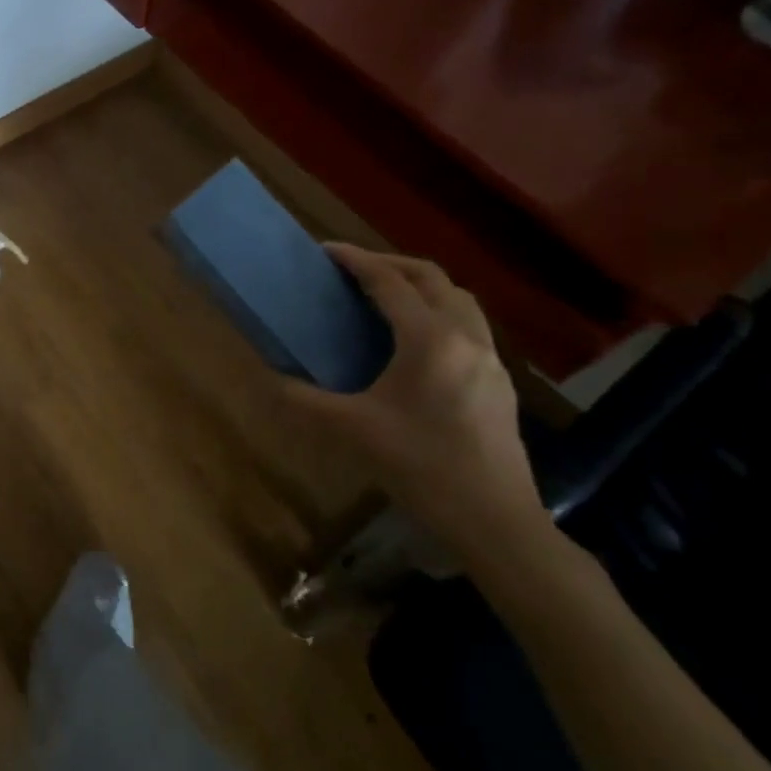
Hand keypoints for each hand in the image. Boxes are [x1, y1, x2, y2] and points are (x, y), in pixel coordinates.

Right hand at [280, 244, 551, 562]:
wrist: (495, 520)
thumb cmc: (421, 466)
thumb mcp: (350, 431)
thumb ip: (304, 400)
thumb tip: (270, 380)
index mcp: (430, 340)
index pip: (389, 282)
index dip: (355, 260)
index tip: (325, 250)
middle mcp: (466, 337)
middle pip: (431, 277)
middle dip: (390, 263)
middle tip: (353, 269)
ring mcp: (490, 359)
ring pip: (457, 298)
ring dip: (420, 285)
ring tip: (385, 296)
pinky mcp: (499, 381)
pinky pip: (468, 324)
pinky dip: (438, 311)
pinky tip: (416, 340)